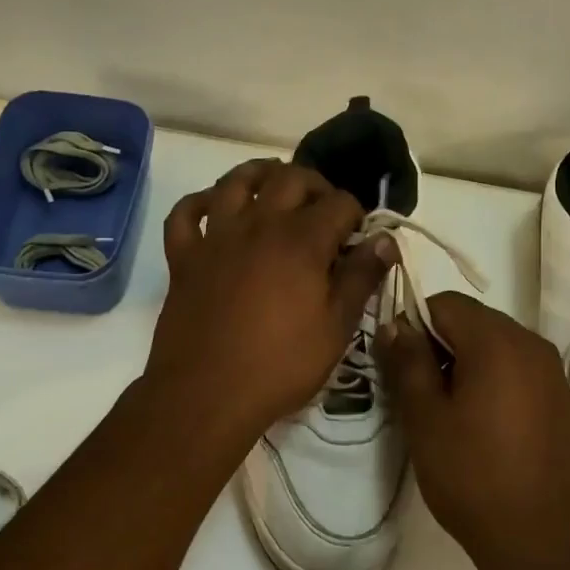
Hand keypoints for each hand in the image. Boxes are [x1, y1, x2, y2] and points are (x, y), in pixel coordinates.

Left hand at [146, 160, 391, 452]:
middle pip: (290, 178)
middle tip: (324, 208)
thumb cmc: (281, 365)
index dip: (356, 214)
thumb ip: (362, 277)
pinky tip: (216, 209)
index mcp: (302, 240)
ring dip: (260, 174)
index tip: (360, 236)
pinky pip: (186, 213)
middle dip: (315, 185)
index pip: (339, 202)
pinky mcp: (184, 256)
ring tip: (275, 187)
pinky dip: (201, 202)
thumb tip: (385, 240)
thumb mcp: (337, 327)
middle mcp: (259, 224)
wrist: (206, 395)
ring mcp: (217, 237)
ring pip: (236, 181)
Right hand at [375, 292, 569, 569]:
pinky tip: (482, 424)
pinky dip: (493, 379)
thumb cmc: (473, 476)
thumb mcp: (425, 418)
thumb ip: (409, 362)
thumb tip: (396, 324)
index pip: (446, 303)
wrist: (543, 541)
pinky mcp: (561, 397)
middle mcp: (531, 343)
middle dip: (441, 344)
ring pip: (495, 344)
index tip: (400, 363)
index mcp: (497, 341)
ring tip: (448, 412)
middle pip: (473, 320)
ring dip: (466, 362)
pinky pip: (517, 368)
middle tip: (419, 391)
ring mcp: (551, 371)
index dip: (415, 323)